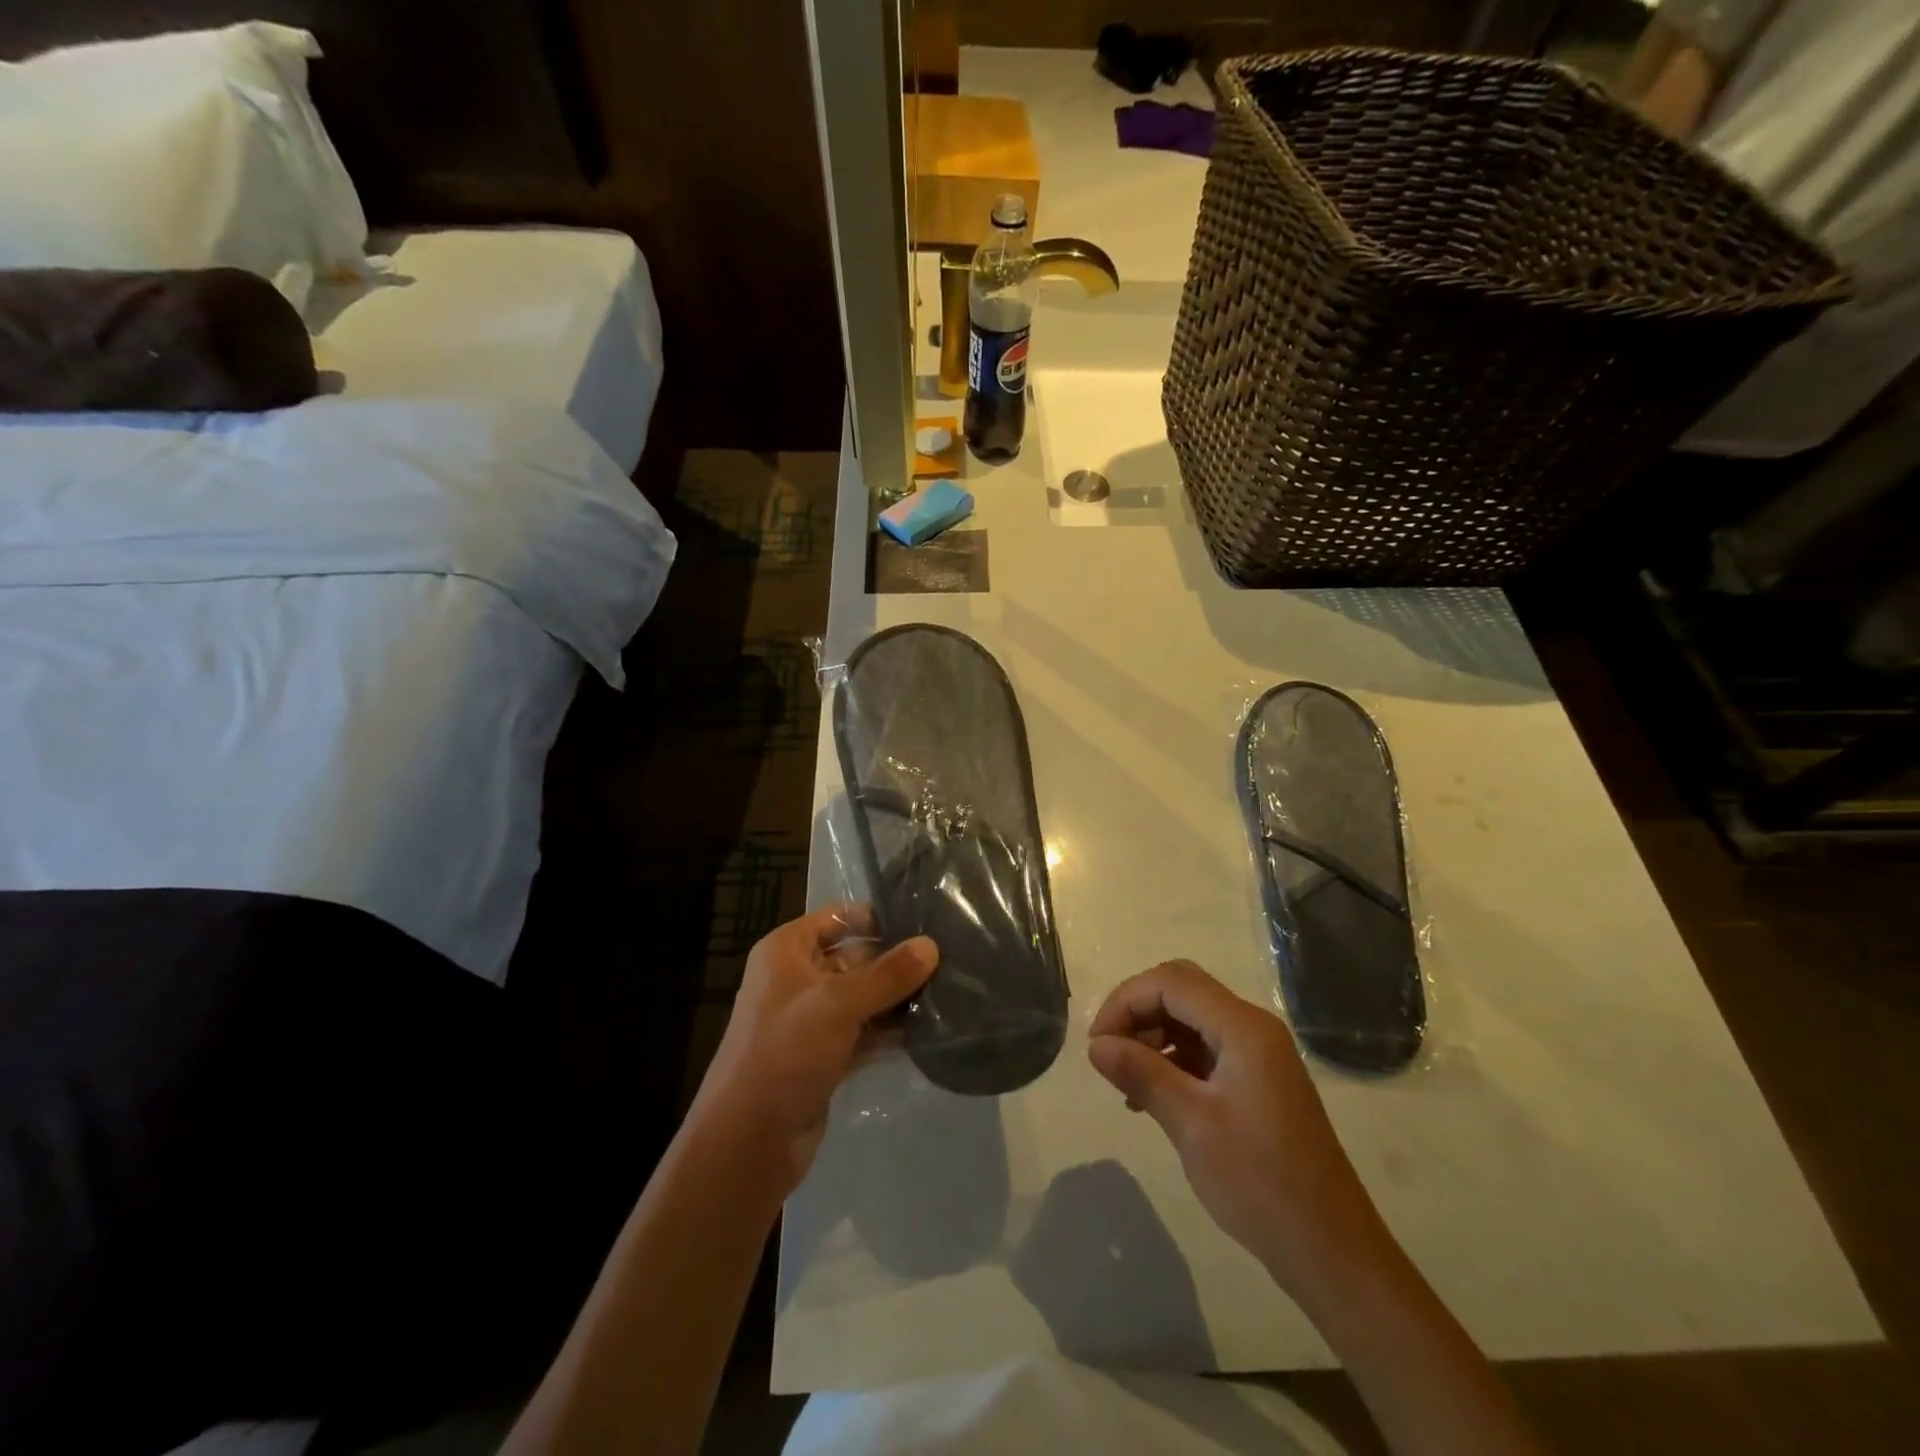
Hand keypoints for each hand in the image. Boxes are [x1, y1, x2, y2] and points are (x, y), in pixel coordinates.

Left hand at [692, 904, 937, 1194]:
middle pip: (856, 957)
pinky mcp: (825, 1056)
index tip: (925, 923)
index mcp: (787, 951)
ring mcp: (811, 1020)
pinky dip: (891, 1031)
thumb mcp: (837, 1004)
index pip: (838, 918)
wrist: (748, 1143)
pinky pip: (864, 1032)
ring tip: (949, 992)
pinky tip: (930, 1029)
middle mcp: (797, 978)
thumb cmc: (785, 1053)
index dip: (878, 917)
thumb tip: (932, 945)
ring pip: (863, 997)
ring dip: (898, 998)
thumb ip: (887, 974)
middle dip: (897, 962)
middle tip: (949, 961)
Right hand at [1087, 960, 1389, 1307]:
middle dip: (1137, 1012)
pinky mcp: (1258, 1080)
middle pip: (1181, 990)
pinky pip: (1205, 1048)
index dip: (1125, 1002)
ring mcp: (1259, 1054)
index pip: (1170, 982)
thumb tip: (1096, 1045)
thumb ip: (1141, 1073)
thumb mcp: (1190, 1124)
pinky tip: (1151, 1097)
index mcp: (1243, 1028)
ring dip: (1153, 1036)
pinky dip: (1173, 1059)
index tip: (1097, 1044)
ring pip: (1191, 1018)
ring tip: (1126, 1080)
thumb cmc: (1259, 1181)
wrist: (1330, 1250)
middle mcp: (1253, 1028)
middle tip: (1109, 1053)